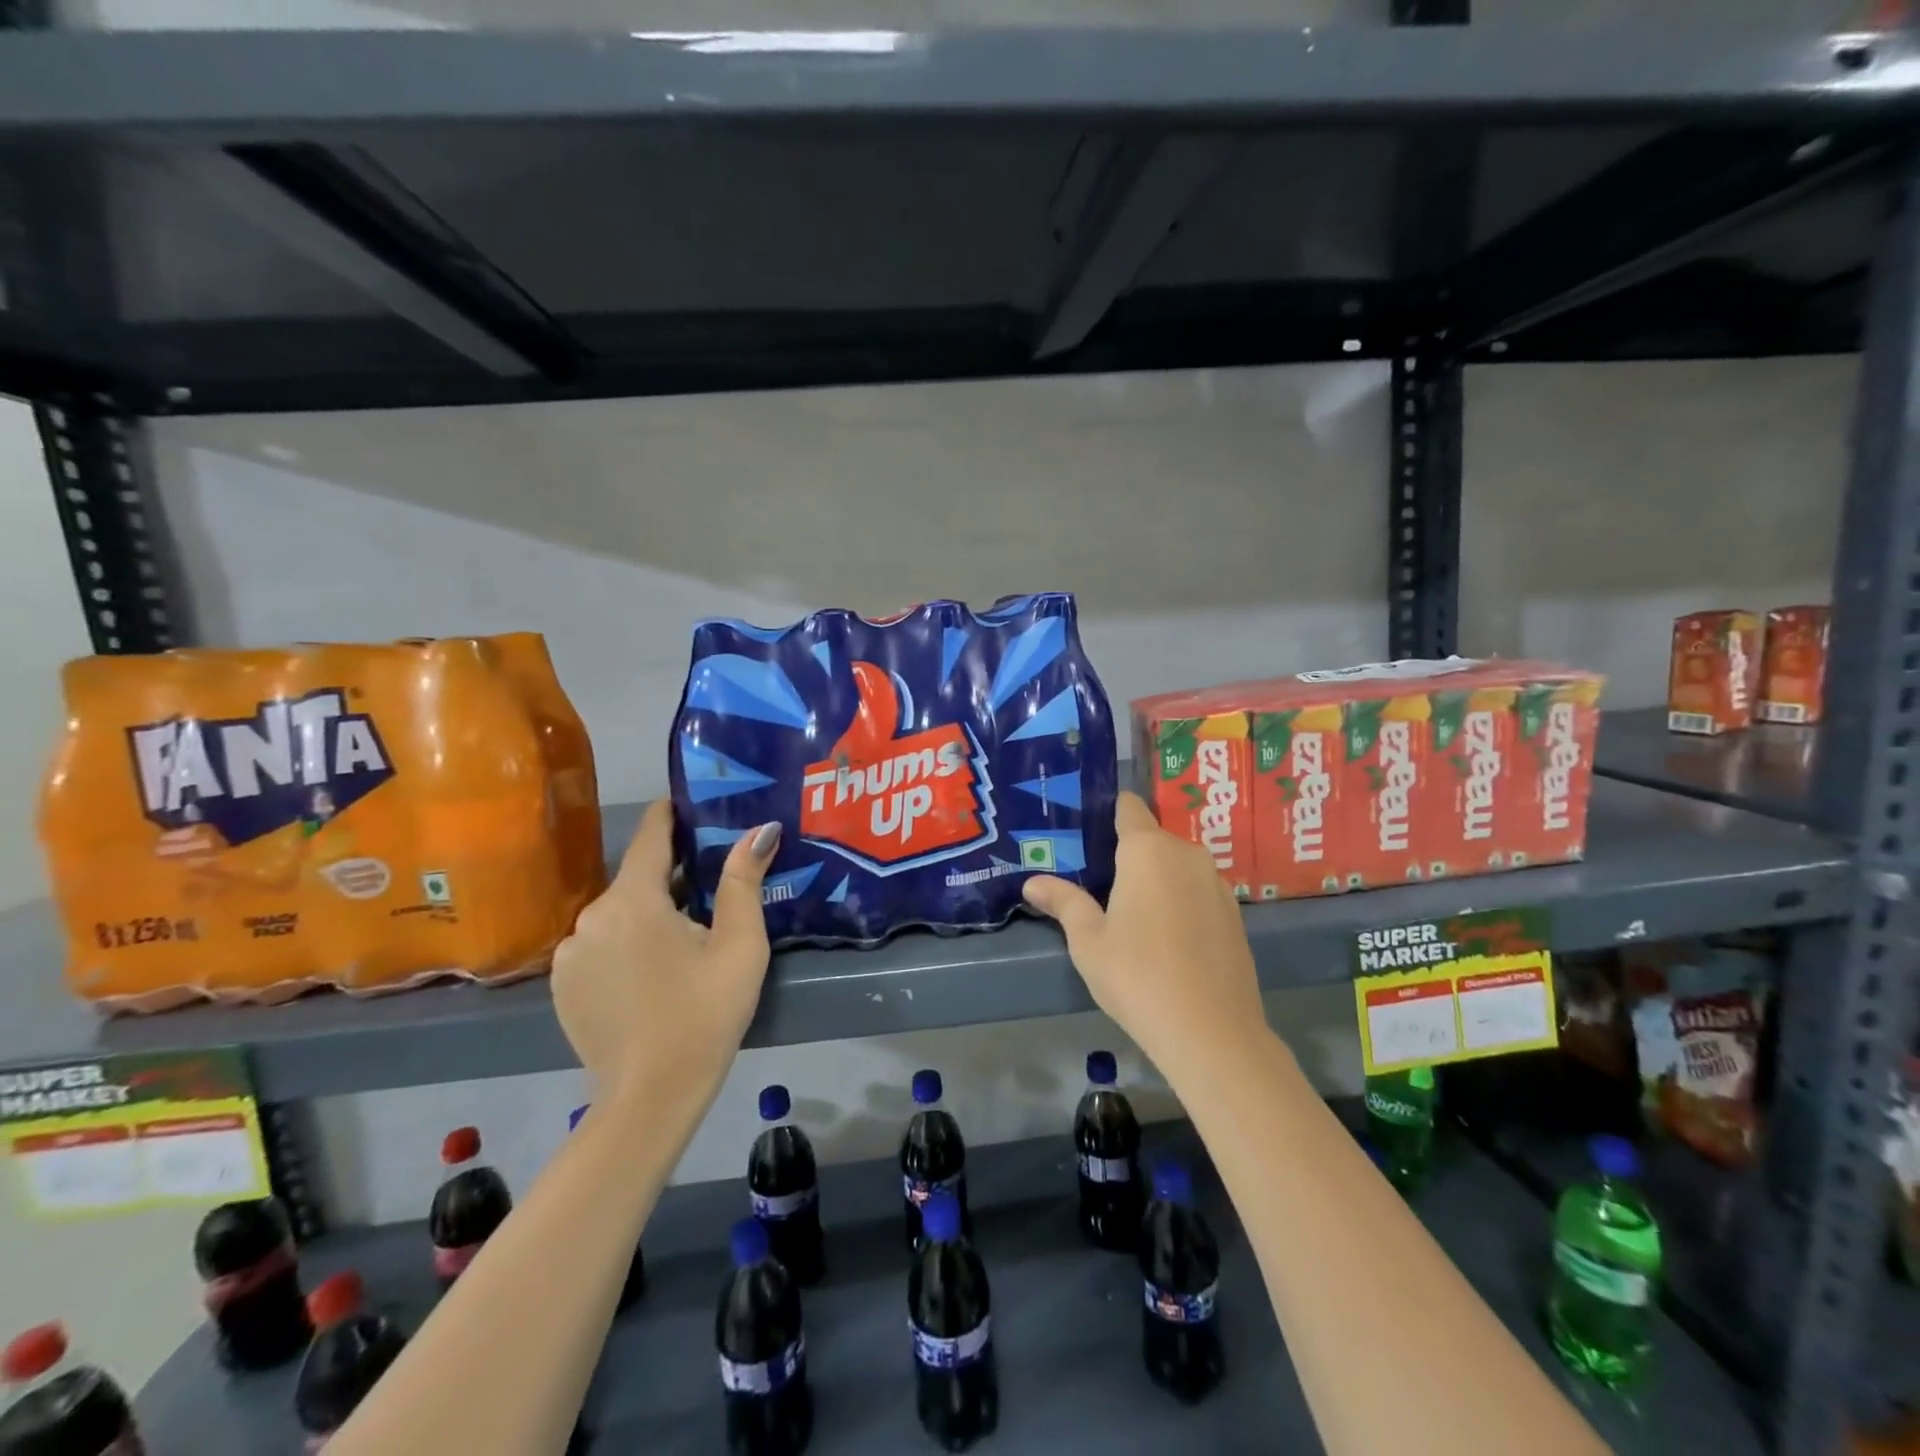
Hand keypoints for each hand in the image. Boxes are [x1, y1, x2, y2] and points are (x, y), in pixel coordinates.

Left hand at [552, 802, 779, 1106]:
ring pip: (618, 913)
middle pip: (636, 878)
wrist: (650, 1097)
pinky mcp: (561, 984)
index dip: (669, 815)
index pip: (650, 836)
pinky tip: (650, 973)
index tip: (688, 804)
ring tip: (683, 938)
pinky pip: (598, 944)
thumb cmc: (705, 1014)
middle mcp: (591, 915)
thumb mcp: (740, 946)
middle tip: (710, 890)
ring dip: (647, 913)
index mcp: (635, 900)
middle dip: (670, 876)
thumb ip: (744, 881)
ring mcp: (570, 952)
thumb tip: (759, 830)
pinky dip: (624, 943)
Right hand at [1023, 791, 1266, 1077]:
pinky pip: (1198, 891)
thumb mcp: (1088, 941)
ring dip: (1157, 879)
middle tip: (1100, 883)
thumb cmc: (1137, 976)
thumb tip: (1032, 882)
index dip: (1110, 813)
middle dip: (1129, 854)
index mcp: (1147, 850)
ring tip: (1131, 913)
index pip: (1129, 808)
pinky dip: (1180, 901)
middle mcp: (1186, 854)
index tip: (1089, 830)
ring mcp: (1216, 883)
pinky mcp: (1235, 913)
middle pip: (1153, 839)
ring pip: (1178, 866)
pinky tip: (1167, 937)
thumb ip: (1064, 902)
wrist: (1211, 1032)